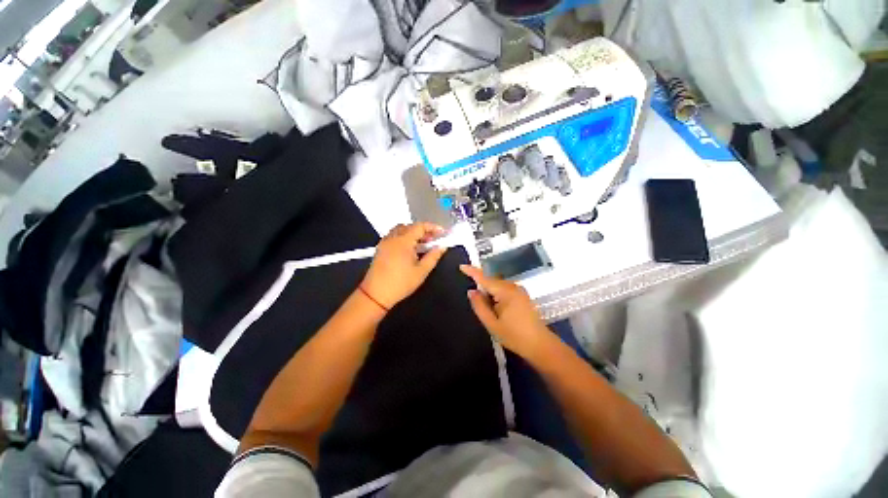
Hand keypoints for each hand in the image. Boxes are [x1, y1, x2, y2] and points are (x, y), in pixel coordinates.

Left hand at [361, 223, 445, 309]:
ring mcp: (385, 242)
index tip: (442, 232)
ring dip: (412, 232)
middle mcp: (392, 238)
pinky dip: (403, 237)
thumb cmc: (401, 283)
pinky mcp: (380, 248)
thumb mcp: (421, 271)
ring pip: (400, 230)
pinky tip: (409, 248)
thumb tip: (442, 247)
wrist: (376, 294)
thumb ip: (433, 256)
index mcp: (403, 241)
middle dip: (423, 230)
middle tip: (433, 240)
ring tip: (422, 244)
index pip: (420, 227)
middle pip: (410, 226)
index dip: (433, 227)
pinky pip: (393, 236)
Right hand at [460, 265, 555, 359]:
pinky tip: (498, 310)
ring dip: (490, 293)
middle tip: (478, 306)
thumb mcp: (491, 324)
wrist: (540, 346)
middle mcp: (513, 287)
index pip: (485, 278)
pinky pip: (504, 290)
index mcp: (505, 292)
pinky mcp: (522, 296)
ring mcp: (519, 290)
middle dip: (482, 288)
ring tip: (490, 312)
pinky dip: (497, 296)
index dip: (472, 271)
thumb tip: (471, 291)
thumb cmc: (514, 336)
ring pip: (498, 286)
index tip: (461, 266)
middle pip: (492, 281)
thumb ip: (479, 306)